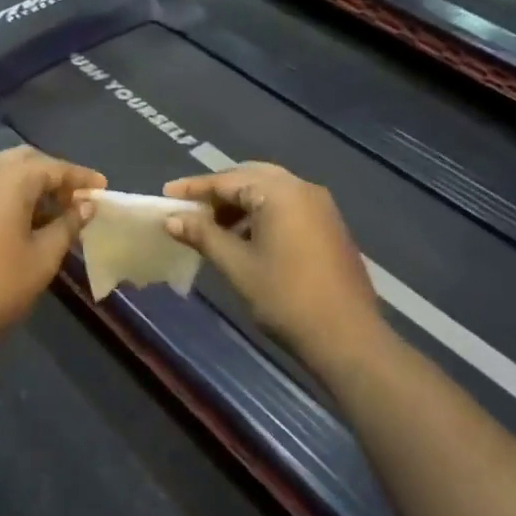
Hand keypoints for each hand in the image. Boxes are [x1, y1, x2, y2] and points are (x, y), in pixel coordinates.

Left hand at [0, 146, 105, 360]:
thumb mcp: (44, 256)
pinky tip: (18, 221)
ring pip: (1, 171)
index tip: (102, 188)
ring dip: (27, 183)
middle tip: (74, 198)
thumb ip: (68, 224)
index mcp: (10, 179)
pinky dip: (5, 194)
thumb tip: (86, 206)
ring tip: (50, 211)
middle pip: (25, 160)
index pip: (53, 167)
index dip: (80, 177)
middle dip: (52, 174)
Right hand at [163, 163, 378, 362]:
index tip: (167, 194)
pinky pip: (288, 206)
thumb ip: (204, 235)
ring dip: (241, 203)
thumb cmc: (286, 298)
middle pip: (251, 177)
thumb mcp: (237, 266)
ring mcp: (321, 206)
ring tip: (214, 228)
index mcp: (279, 192)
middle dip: (219, 191)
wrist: (348, 338)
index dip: (194, 188)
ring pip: (271, 190)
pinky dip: (262, 213)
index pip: (227, 180)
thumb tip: (173, 219)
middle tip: (191, 209)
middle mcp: (302, 188)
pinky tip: (246, 239)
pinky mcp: (330, 225)